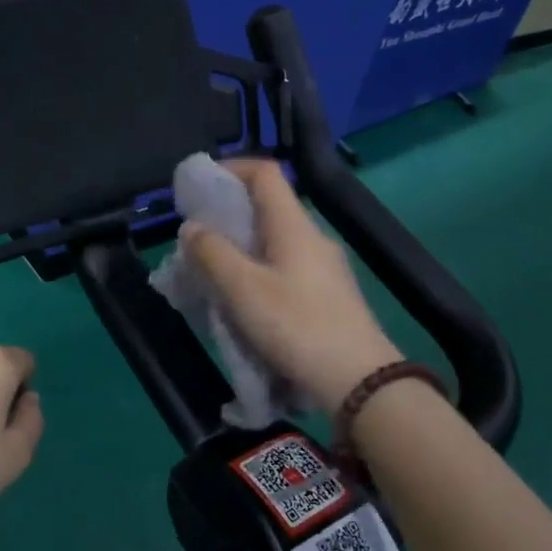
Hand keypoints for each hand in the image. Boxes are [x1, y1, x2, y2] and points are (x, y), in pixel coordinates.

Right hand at [181, 159, 400, 414]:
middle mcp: (311, 238)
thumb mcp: (243, 289)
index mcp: (293, 225)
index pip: (265, 172)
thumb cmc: (297, 326)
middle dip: (227, 213)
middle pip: (267, 207)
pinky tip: (241, 299)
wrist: (359, 382)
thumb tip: (192, 227)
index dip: (230, 168)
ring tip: (210, 270)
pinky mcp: (327, 295)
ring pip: (274, 240)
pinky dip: (256, 270)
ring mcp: (323, 267)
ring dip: (239, 246)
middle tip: (195, 236)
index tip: (197, 186)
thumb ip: (212, 253)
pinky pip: (284, 267)